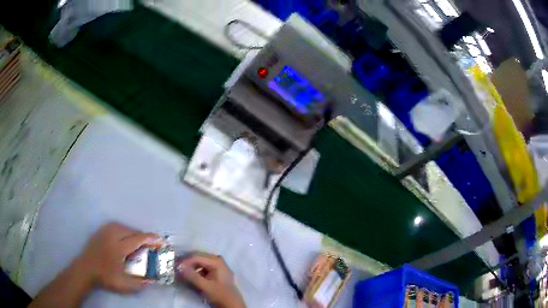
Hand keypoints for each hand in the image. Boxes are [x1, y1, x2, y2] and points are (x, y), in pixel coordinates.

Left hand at [77, 222, 157, 293]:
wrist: (86, 269)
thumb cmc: (105, 277)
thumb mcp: (122, 285)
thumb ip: (138, 284)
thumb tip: (151, 280)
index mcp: (118, 248)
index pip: (136, 239)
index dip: (148, 238)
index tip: (158, 238)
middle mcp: (112, 236)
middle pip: (130, 230)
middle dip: (141, 235)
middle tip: (149, 241)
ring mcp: (105, 232)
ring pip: (123, 226)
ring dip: (132, 231)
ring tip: (137, 239)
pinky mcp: (100, 231)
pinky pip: (115, 225)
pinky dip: (123, 229)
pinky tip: (124, 236)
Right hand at [177, 253, 244, 307]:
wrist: (232, 304)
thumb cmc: (220, 295)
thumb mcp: (205, 287)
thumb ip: (192, 276)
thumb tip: (179, 267)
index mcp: (217, 261)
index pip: (197, 257)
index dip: (185, 261)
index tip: (175, 267)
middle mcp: (217, 260)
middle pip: (198, 257)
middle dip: (186, 263)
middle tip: (176, 268)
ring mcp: (217, 265)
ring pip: (199, 262)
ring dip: (190, 266)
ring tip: (182, 272)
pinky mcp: (215, 271)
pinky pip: (202, 267)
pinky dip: (195, 270)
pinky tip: (190, 275)